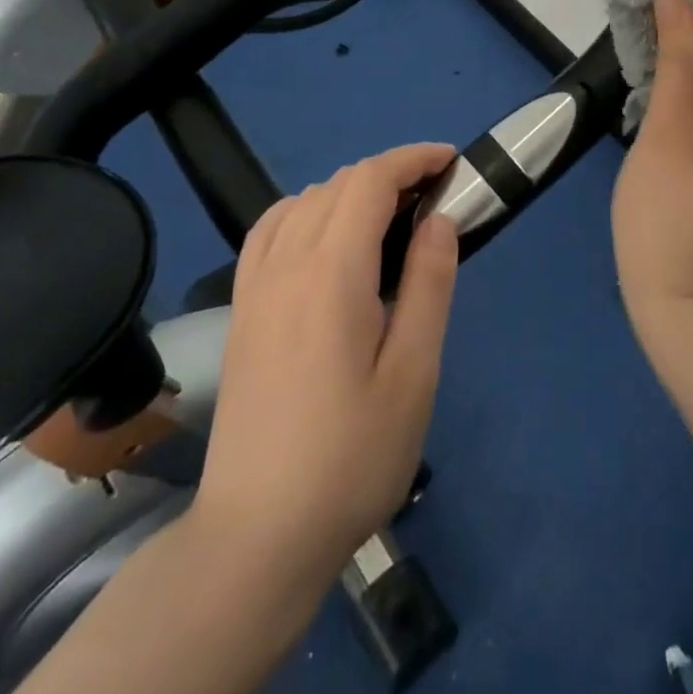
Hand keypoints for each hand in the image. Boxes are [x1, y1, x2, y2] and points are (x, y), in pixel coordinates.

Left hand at [194, 144, 459, 580]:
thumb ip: (429, 284)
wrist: (258, 534)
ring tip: (388, 216)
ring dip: (350, 190)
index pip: (370, 181)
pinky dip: (305, 210)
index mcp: (331, 272)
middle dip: (389, 173)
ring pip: (303, 200)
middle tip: (434, 198)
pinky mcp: (241, 309)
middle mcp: (286, 262)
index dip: (413, 159)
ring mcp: (255, 285)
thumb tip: (439, 219)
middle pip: (338, 184)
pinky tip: (323, 237)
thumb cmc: (351, 456)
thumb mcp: (413, 374)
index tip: (450, 162)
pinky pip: (270, 229)